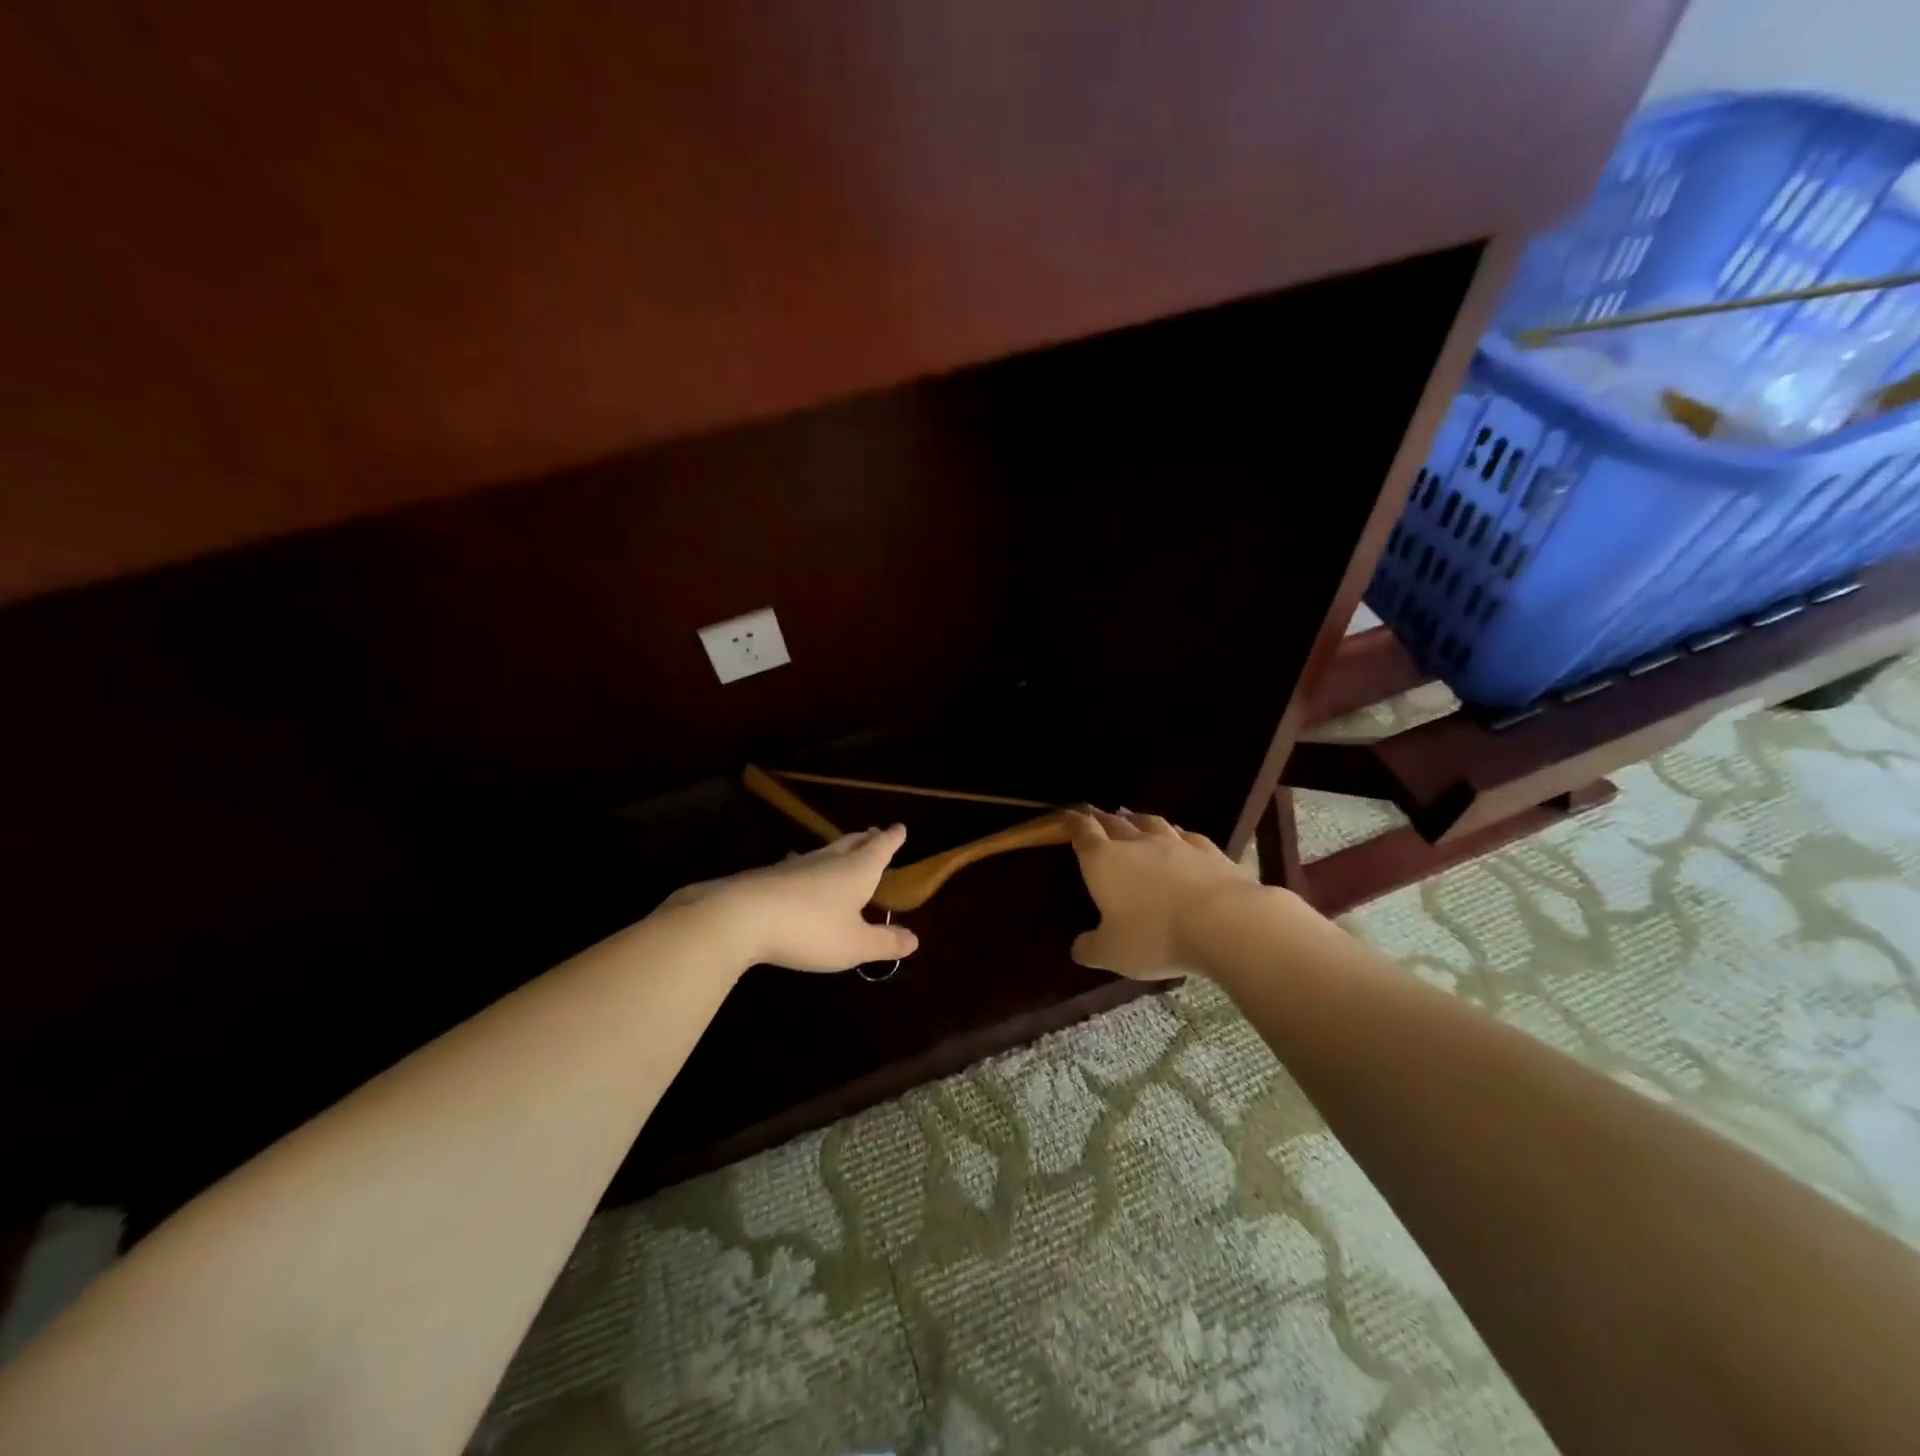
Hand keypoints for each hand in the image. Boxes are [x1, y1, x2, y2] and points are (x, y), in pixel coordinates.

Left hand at [663, 826, 919, 971]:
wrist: (743, 917)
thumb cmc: (811, 929)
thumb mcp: (854, 944)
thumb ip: (885, 942)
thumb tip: (915, 940)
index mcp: (856, 871)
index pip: (880, 849)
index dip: (892, 839)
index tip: (900, 828)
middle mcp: (829, 861)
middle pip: (852, 844)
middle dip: (867, 839)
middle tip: (875, 833)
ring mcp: (797, 866)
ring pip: (824, 851)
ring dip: (839, 849)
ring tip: (843, 848)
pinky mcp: (770, 876)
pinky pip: (798, 864)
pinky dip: (807, 865)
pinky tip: (797, 868)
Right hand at [1067, 807, 1260, 979]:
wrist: (1223, 922)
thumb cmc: (1155, 936)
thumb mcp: (1113, 953)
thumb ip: (1091, 948)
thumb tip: (1078, 948)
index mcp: (1104, 862)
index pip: (1083, 833)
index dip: (1073, 822)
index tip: (1067, 814)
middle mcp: (1136, 844)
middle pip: (1114, 822)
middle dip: (1101, 818)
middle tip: (1094, 813)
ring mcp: (1174, 843)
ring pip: (1149, 822)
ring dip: (1136, 819)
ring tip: (1129, 816)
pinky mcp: (1208, 850)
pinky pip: (1185, 834)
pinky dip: (1175, 832)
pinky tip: (1178, 835)